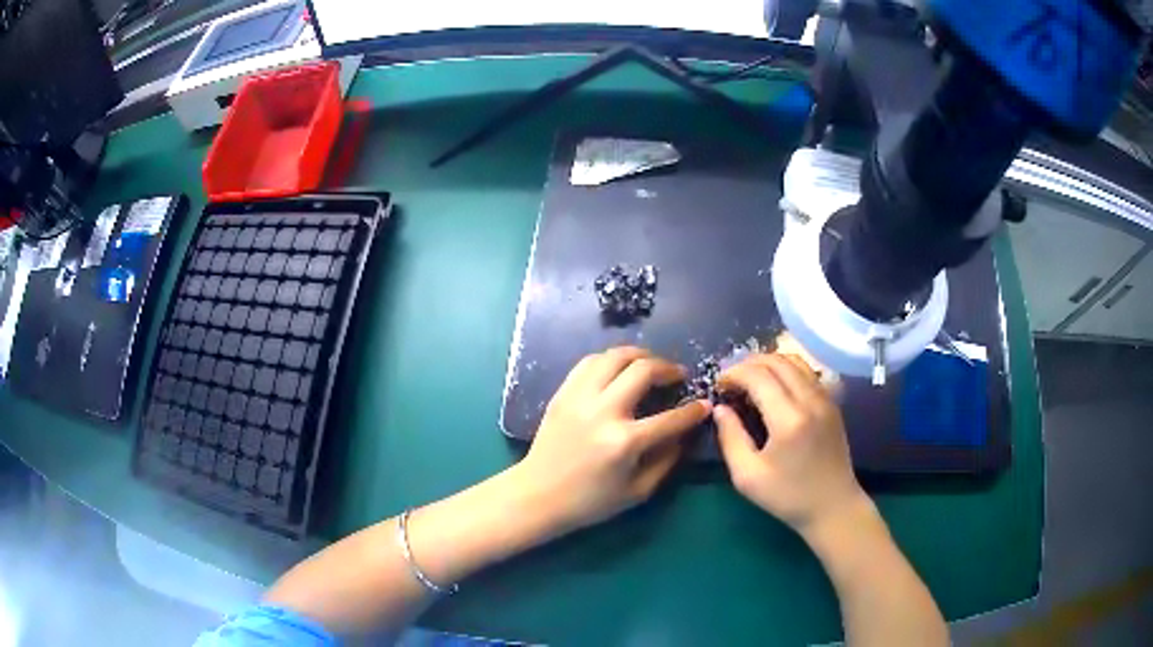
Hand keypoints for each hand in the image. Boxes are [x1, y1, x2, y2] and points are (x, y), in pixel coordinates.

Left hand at [512, 347, 710, 536]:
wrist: (538, 495)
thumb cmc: (590, 501)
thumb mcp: (638, 491)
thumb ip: (667, 460)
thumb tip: (685, 433)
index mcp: (624, 442)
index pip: (671, 418)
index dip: (694, 411)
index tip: (704, 404)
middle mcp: (603, 412)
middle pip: (643, 370)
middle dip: (669, 368)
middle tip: (679, 375)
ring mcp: (579, 397)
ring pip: (615, 356)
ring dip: (641, 355)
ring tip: (652, 365)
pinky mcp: (562, 393)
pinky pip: (590, 362)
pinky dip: (611, 359)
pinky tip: (620, 369)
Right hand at [714, 353, 867, 536]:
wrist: (833, 506)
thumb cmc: (787, 496)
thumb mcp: (747, 476)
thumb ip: (730, 438)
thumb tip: (720, 408)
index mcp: (788, 419)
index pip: (758, 376)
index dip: (733, 373)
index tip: (718, 385)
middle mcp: (810, 400)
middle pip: (777, 361)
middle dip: (748, 363)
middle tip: (731, 380)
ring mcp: (825, 399)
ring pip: (795, 361)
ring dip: (769, 363)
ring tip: (750, 379)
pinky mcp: (833, 403)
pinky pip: (807, 373)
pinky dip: (787, 370)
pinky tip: (775, 387)